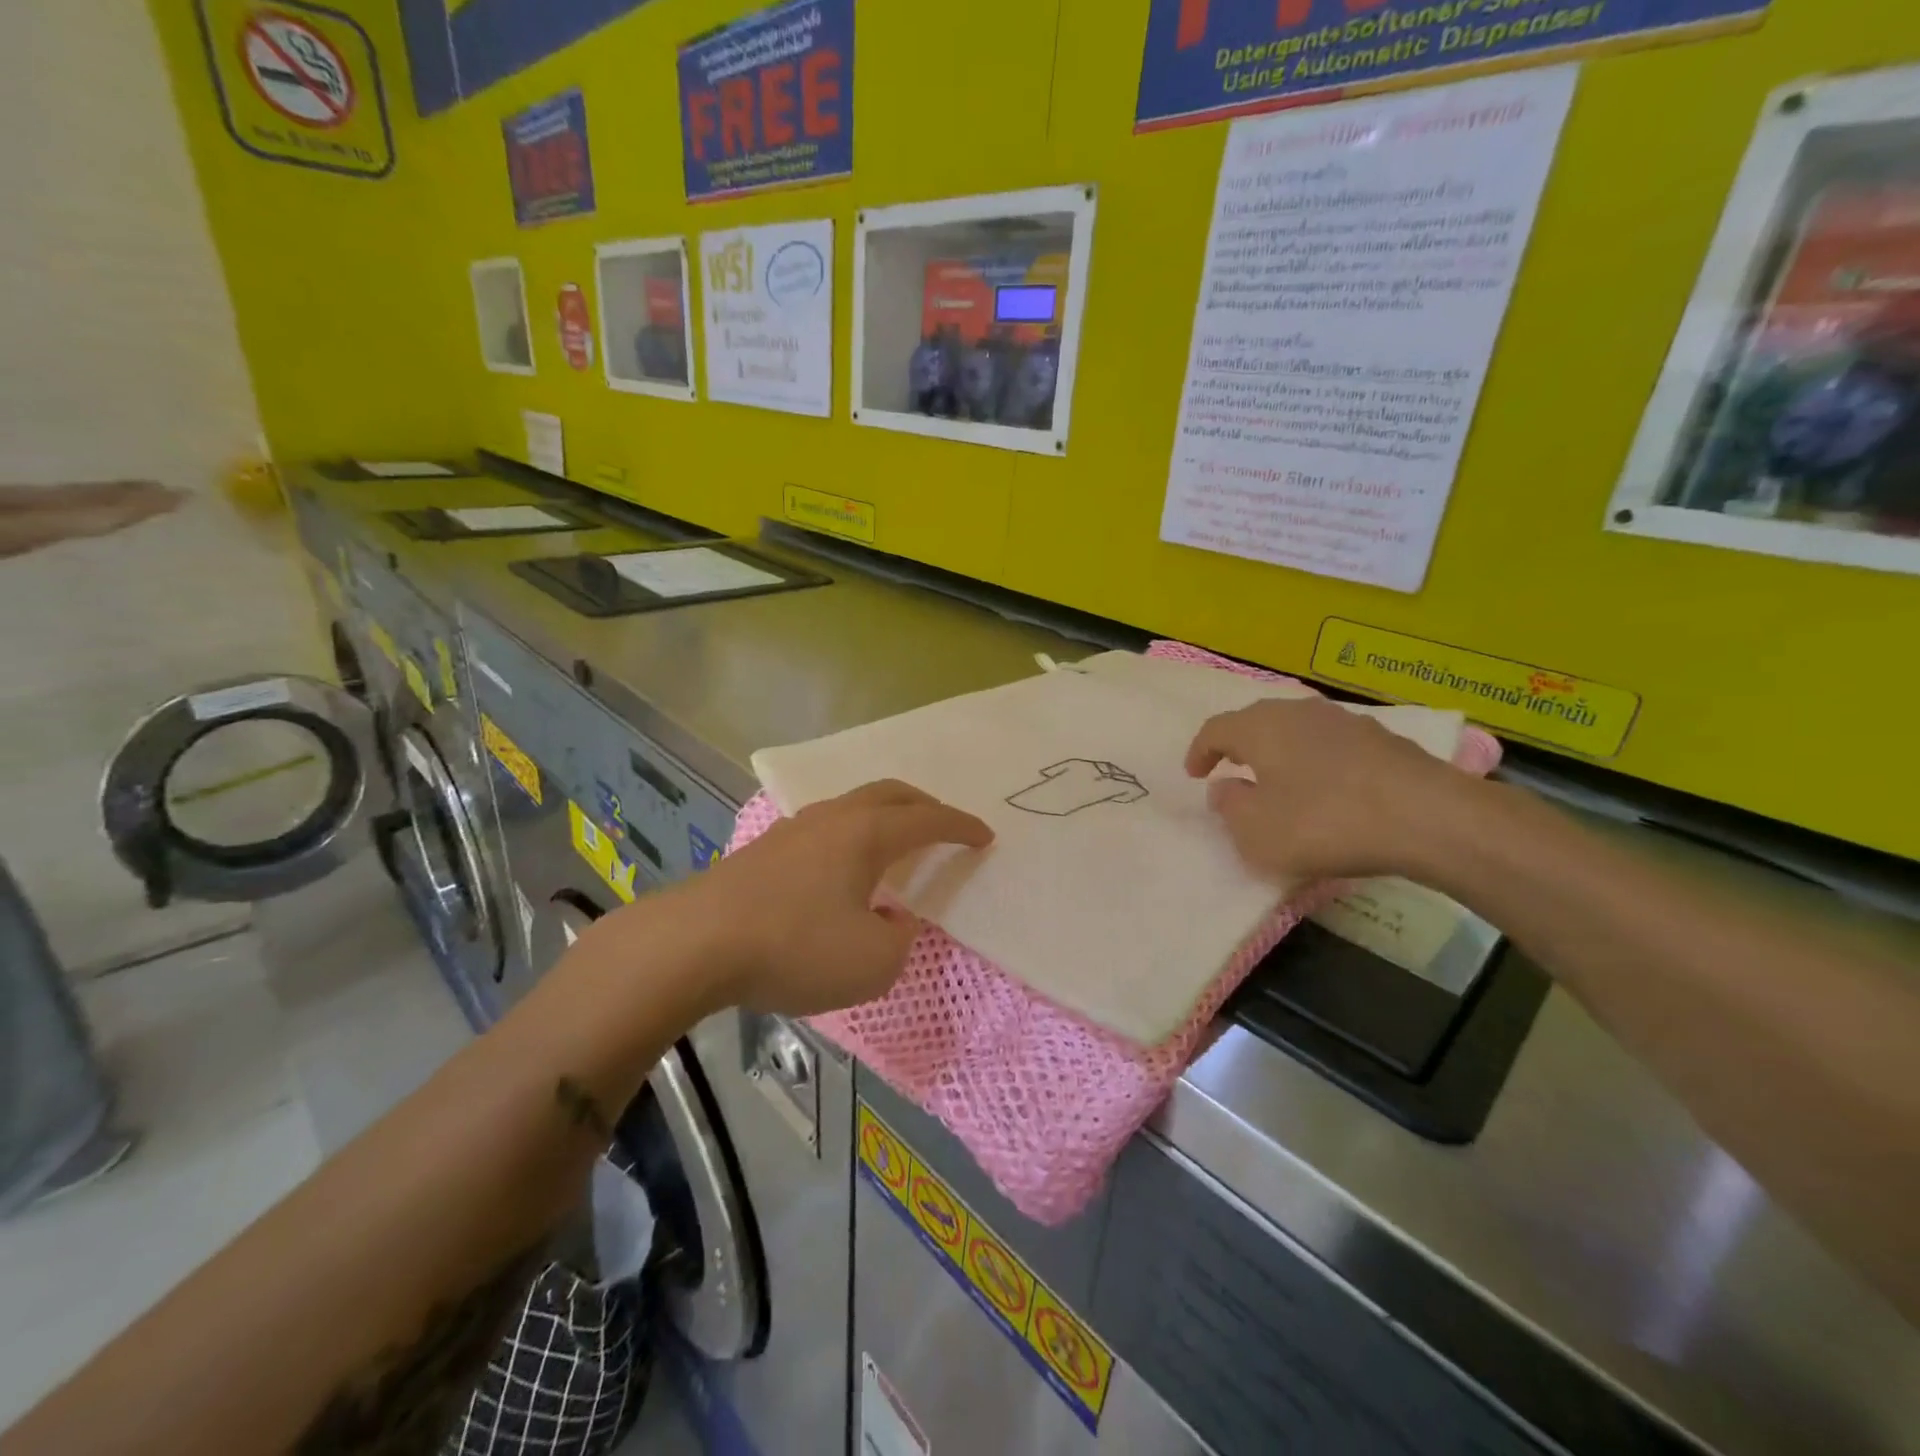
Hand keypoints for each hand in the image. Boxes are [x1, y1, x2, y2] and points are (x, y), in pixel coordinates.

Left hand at [659, 780, 991, 1016]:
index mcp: (867, 835)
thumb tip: (890, 921)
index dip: (961, 827)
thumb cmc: (794, 948)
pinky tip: (842, 870)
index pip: (928, 821)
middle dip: (925, 806)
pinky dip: (851, 837)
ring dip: (883, 817)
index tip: (985, 836)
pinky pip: (824, 828)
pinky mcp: (764, 850)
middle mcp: (833, 819)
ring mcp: (794, 830)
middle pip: (890, 794)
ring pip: (853, 806)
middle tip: (944, 824)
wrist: (693, 944)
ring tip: (894, 844)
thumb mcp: (871, 963)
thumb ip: (898, 941)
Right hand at [1185, 697, 1469, 882]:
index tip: (1194, 774)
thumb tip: (1225, 787)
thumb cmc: (1324, 822)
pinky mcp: (1382, 739)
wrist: (1427, 817)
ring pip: (1296, 730)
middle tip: (1231, 769)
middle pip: (1256, 721)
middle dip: (1238, 745)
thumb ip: (1230, 807)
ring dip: (1280, 751)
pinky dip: (1317, 761)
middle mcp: (1298, 712)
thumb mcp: (1257, 831)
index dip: (1200, 751)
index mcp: (1260, 728)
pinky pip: (1331, 745)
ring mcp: (1344, 721)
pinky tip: (1327, 787)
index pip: (1216, 729)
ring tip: (1278, 778)